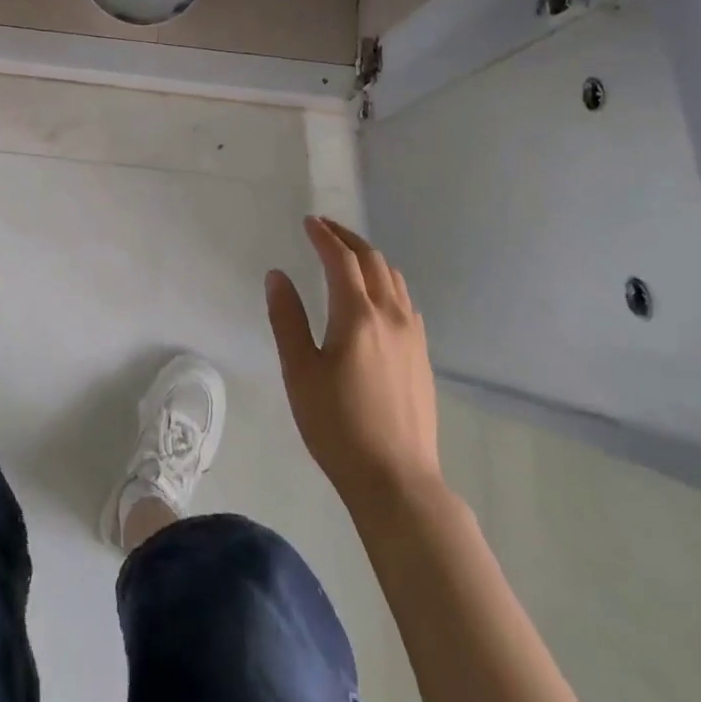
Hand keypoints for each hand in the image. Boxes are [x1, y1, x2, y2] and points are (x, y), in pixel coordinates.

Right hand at [266, 216, 442, 510]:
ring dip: (370, 258)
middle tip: (325, 228)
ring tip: (349, 255)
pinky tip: (378, 297)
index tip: (308, 222)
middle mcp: (390, 315)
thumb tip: (277, 275)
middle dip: (347, 238)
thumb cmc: (338, 425)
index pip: (341, 260)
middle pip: (373, 261)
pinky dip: (387, 283)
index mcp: (357, 315)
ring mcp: (413, 336)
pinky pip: (406, 302)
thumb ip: (287, 318)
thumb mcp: (300, 372)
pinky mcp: (423, 356)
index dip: (324, 236)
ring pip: (394, 279)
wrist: (397, 480)